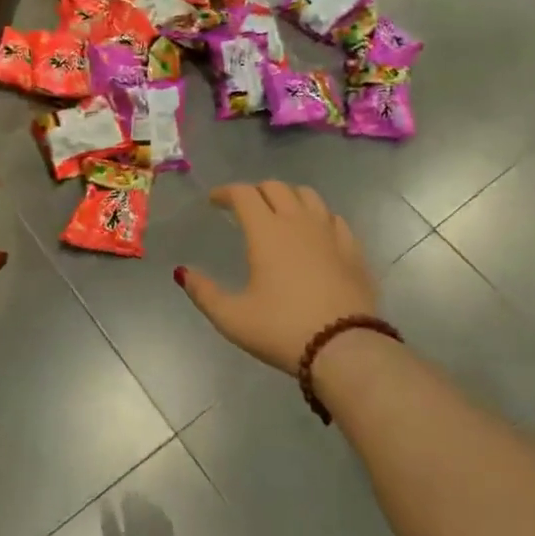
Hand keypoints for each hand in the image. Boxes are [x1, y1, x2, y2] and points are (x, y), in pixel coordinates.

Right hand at [176, 182, 379, 373]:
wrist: (344, 348)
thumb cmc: (282, 330)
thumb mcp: (232, 318)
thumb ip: (204, 292)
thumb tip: (182, 272)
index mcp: (266, 232)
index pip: (243, 193)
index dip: (225, 192)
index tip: (214, 201)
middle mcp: (298, 222)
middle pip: (275, 187)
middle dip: (255, 191)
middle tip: (243, 207)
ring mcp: (329, 233)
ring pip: (308, 195)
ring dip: (288, 196)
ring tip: (279, 212)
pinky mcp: (352, 249)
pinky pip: (333, 218)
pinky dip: (318, 215)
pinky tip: (314, 231)